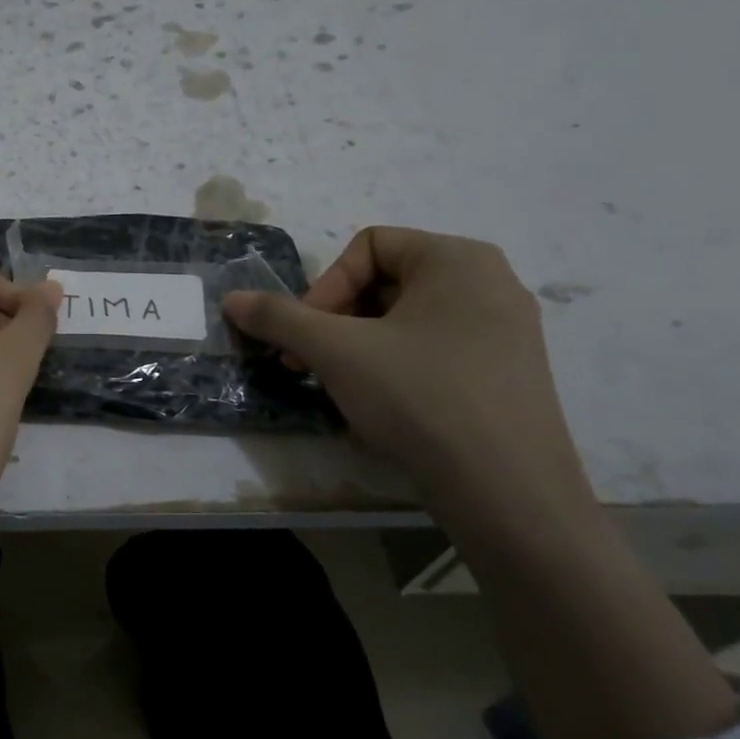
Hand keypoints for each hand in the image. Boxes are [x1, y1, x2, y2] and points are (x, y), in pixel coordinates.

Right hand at [223, 227, 585, 503]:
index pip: (369, 246)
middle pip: (386, 281)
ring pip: (407, 319)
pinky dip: (396, 364)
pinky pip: (435, 348)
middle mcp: (491, 283)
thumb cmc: (420, 397)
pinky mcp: (508, 373)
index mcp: (458, 259)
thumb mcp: (336, 351)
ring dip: (358, 343)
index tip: (307, 334)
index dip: (325, 286)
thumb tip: (231, 300)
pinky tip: (382, 402)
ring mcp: (506, 331)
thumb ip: (279, 317)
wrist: (508, 492)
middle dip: (336, 318)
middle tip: (308, 360)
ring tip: (339, 383)